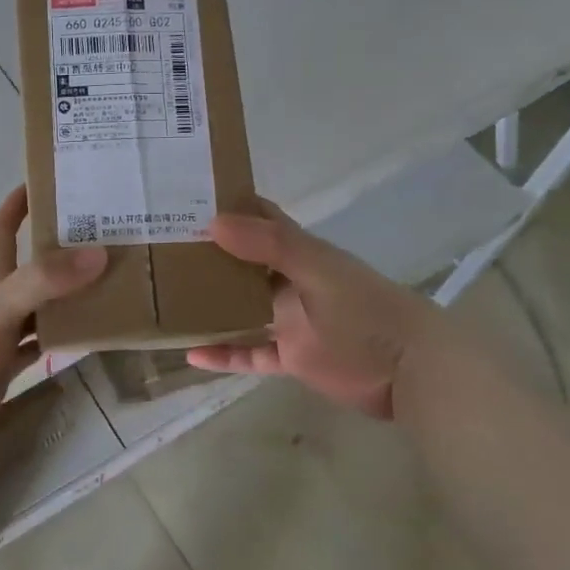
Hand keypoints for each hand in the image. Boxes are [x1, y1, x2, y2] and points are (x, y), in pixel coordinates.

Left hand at [0, 186, 104, 454]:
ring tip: (117, 283)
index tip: (49, 179)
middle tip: (110, 236)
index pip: (3, 227)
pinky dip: (64, 338)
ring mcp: (1, 334)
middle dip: (64, 250)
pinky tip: (92, 334)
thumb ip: (44, 281)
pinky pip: (42, 345)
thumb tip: (99, 253)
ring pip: (44, 307)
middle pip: (34, 266)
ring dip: (72, 296)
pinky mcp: (5, 368)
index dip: (20, 202)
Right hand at [187, 200, 462, 420]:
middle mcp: (288, 283)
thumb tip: (214, 221)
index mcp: (300, 253)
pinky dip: (223, 354)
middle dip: (207, 255)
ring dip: (209, 305)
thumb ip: (272, 247)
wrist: (410, 370)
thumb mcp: (319, 272)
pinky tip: (190, 354)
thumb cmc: (366, 311)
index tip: (185, 198)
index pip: (260, 220)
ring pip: (239, 309)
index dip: (228, 206)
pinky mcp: (289, 357)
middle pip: (242, 265)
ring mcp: (288, 321)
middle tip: (159, 249)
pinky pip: (248, 353)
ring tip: (164, 299)